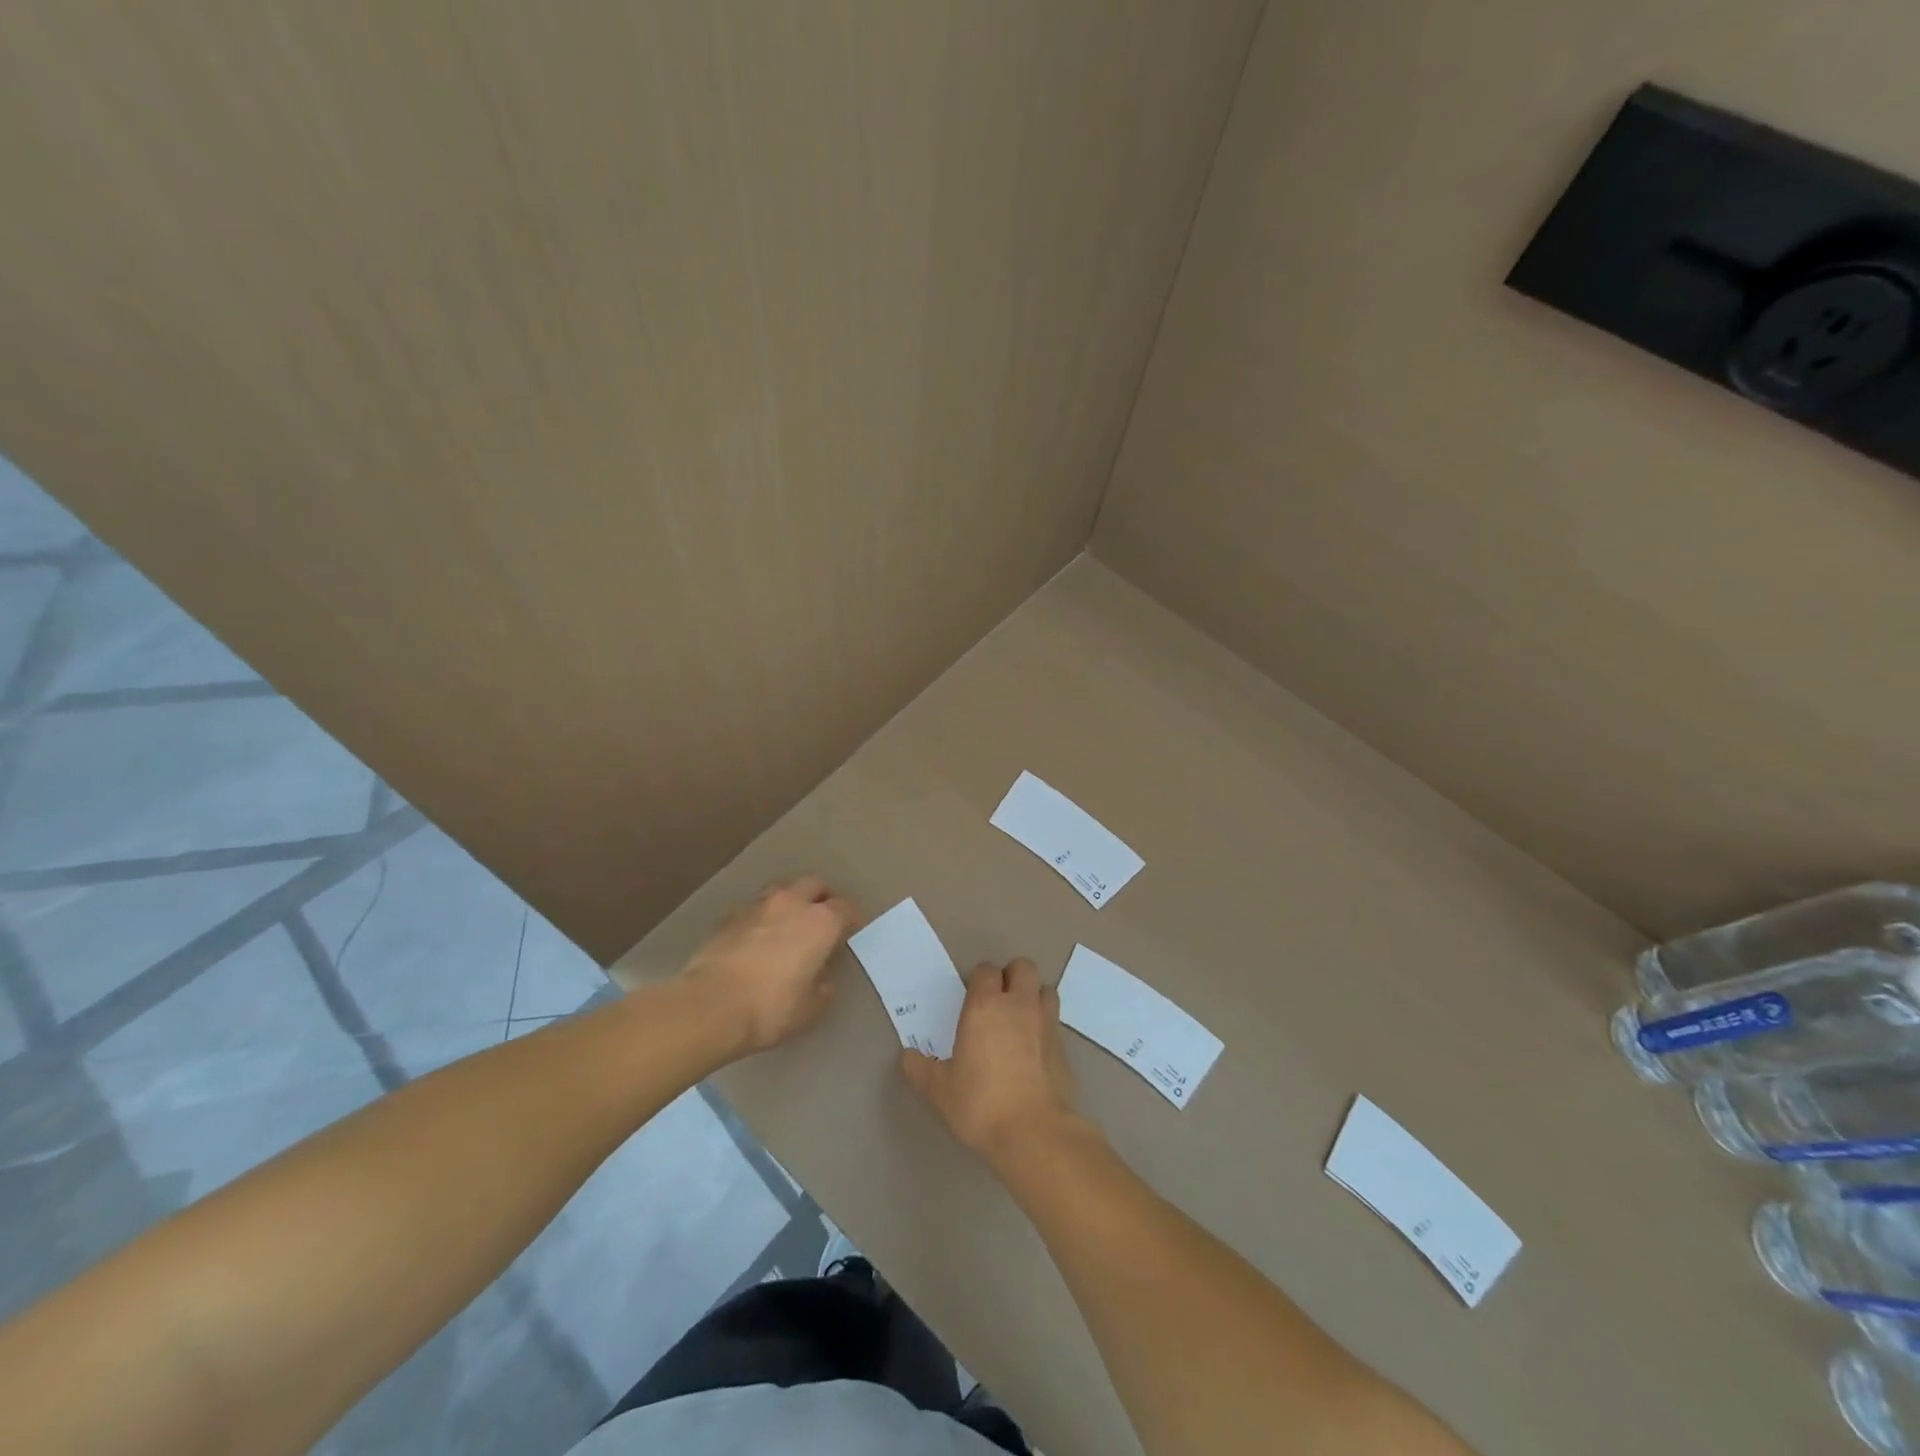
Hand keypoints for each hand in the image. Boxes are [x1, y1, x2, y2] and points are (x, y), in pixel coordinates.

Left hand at [678, 878, 859, 1055]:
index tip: (850, 933)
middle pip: (814, 884)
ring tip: (789, 923)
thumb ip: (823, 989)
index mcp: (821, 922)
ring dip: (790, 900)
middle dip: (822, 897)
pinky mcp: (728, 916)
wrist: (710, 1005)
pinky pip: (753, 908)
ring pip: (781, 889)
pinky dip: (761, 917)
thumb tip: (822, 980)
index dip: (851, 919)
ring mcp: (757, 906)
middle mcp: (792, 903)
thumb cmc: (771, 1008)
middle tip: (822, 919)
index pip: (846, 908)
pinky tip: (757, 937)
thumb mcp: (811, 1010)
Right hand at [899, 958, 1080, 1164]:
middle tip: (999, 1000)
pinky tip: (1034, 1050)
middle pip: (1023, 967)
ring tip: (1020, 1019)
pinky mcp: (1064, 1046)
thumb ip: (921, 1069)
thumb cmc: (980, 1103)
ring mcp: (1046, 1023)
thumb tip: (907, 1057)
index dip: (979, 979)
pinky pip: (1055, 1022)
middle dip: (1012, 976)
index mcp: (985, 1006)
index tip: (971, 998)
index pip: (986, 970)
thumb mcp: (940, 1090)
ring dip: (1034, 996)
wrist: (1033, 1132)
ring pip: (1045, 989)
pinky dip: (1045, 1027)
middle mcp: (1018, 1005)